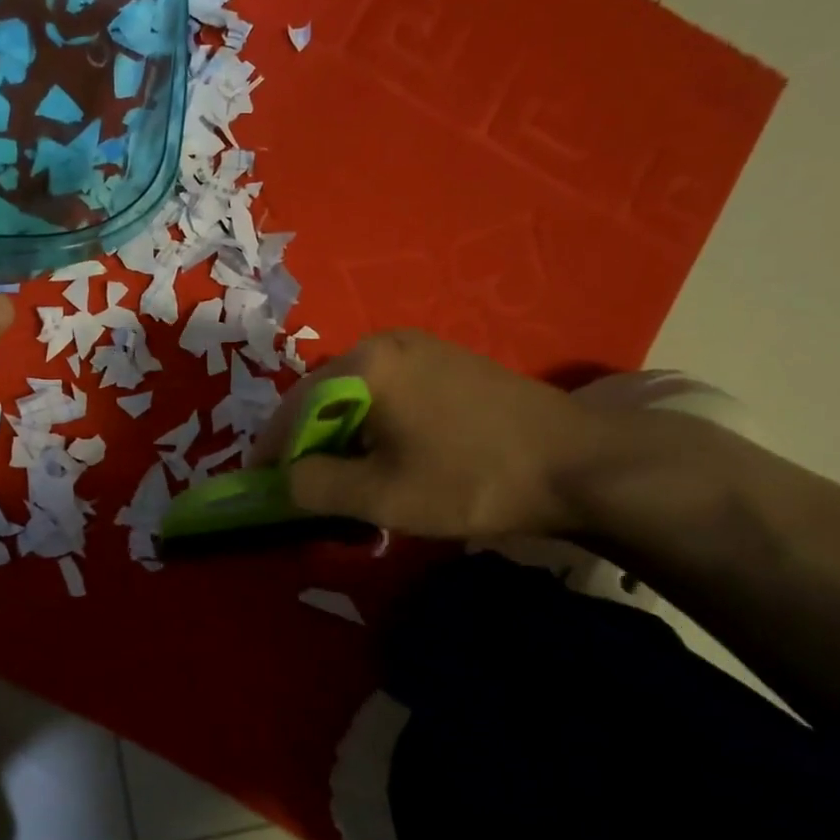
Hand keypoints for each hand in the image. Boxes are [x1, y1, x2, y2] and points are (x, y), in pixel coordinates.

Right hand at [255, 329, 606, 541]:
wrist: (580, 464)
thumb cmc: (471, 479)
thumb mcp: (382, 496)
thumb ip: (314, 487)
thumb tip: (277, 481)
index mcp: (363, 364)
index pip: (292, 409)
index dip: (270, 453)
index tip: (260, 490)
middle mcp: (385, 343)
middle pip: (322, 399)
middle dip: (307, 447)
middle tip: (307, 492)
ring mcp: (421, 349)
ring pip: (355, 398)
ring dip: (342, 440)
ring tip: (348, 483)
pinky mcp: (447, 364)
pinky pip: (388, 395)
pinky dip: (373, 428)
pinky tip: (389, 460)